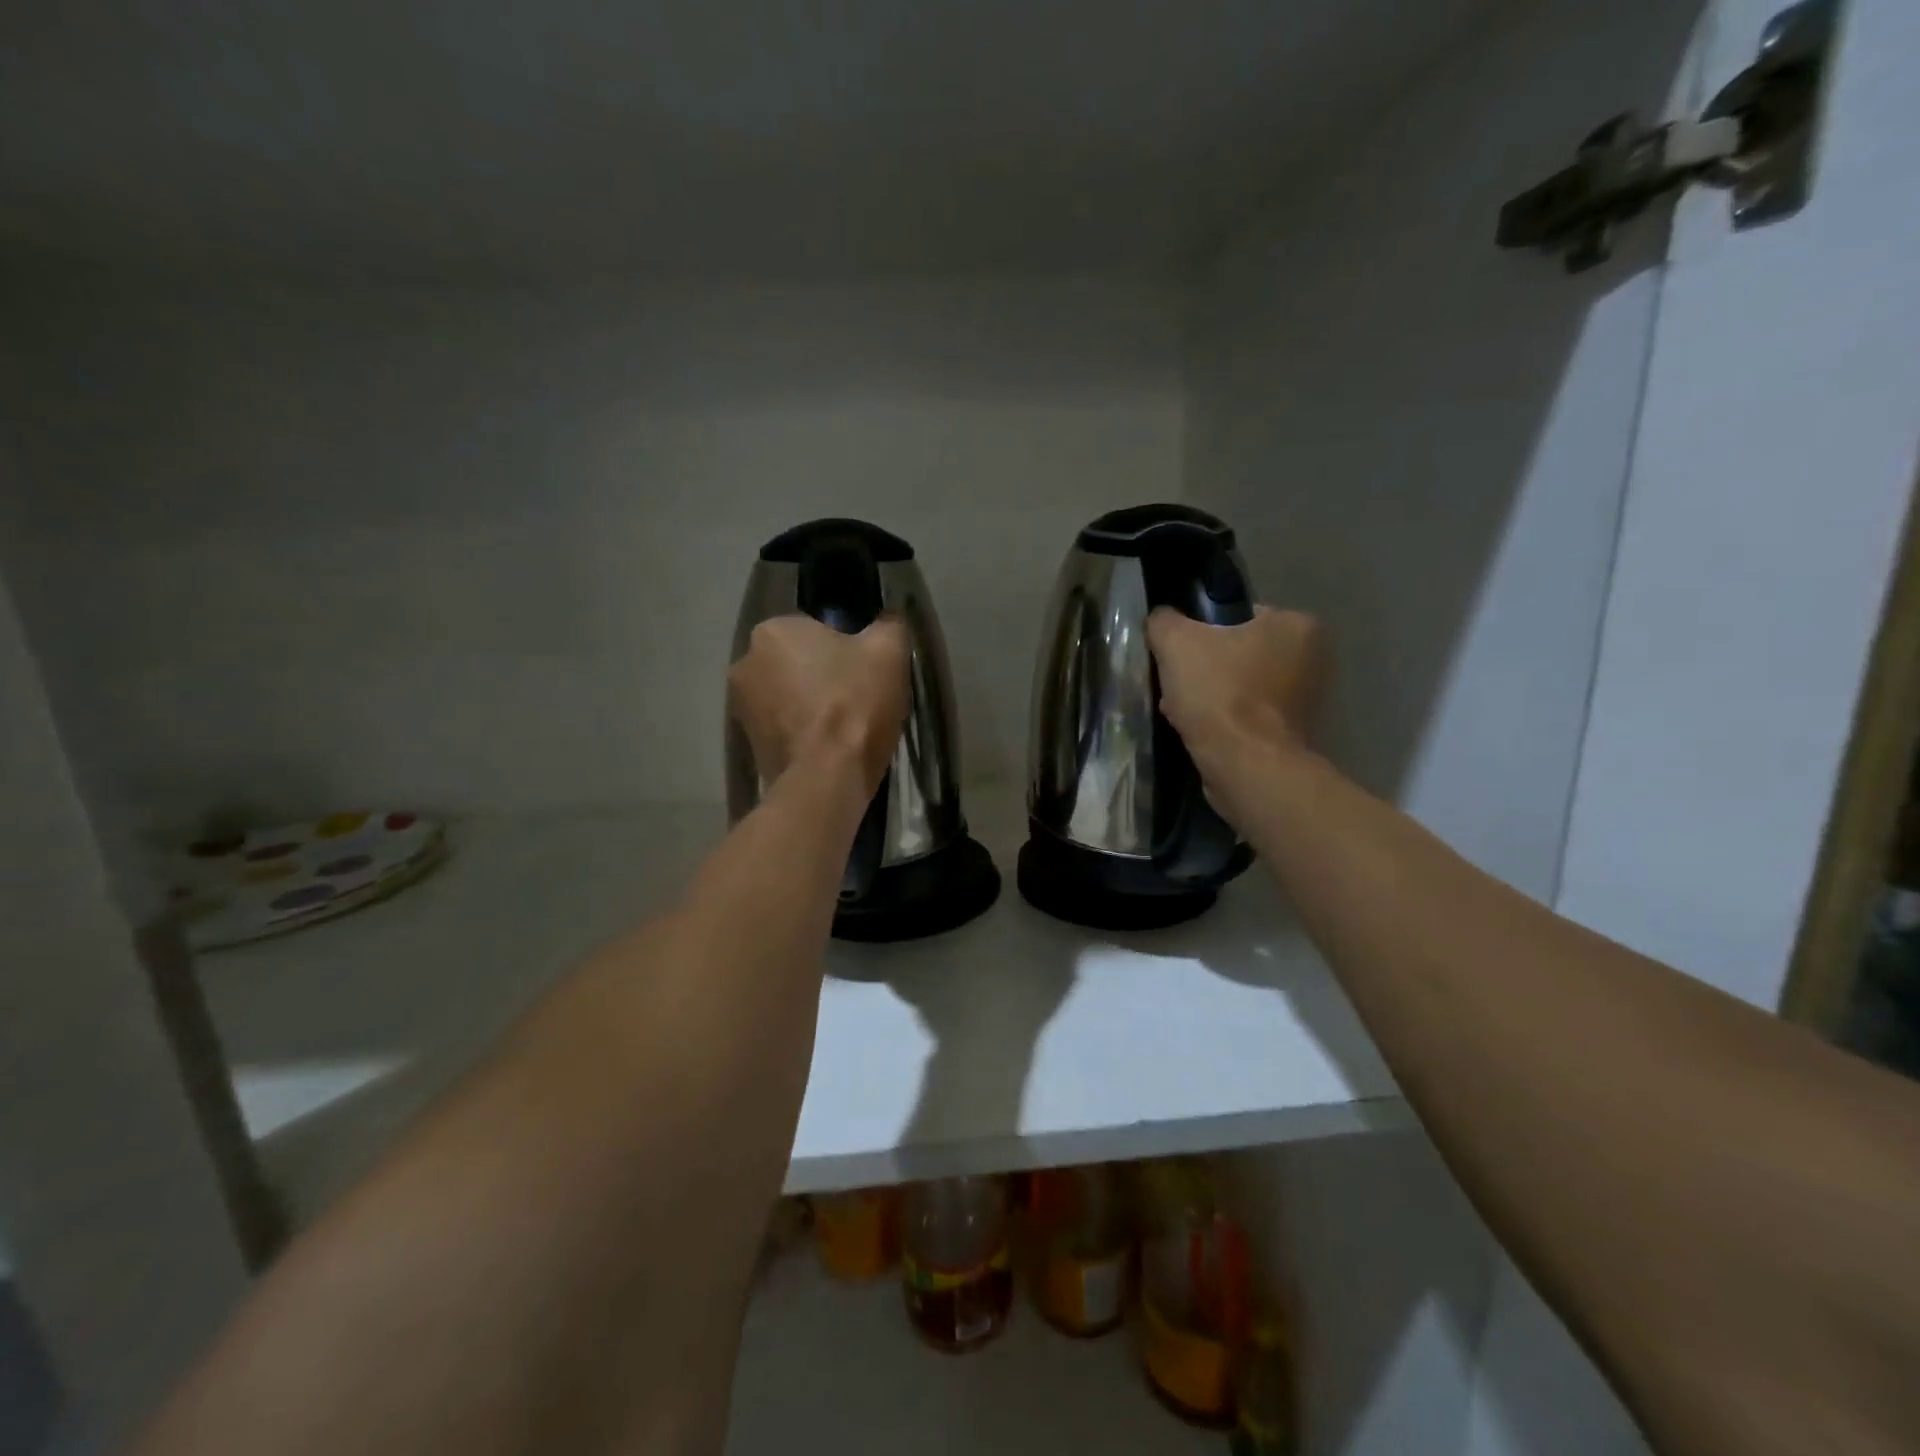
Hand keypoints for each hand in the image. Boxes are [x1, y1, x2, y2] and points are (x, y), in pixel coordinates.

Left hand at [727, 615, 909, 794]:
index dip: (845, 650)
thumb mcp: (889, 651)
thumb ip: (888, 625)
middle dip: (822, 677)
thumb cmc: (855, 703)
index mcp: (772, 630)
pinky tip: (828, 749)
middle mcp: (745, 663)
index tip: (865, 672)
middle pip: (797, 663)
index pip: (815, 630)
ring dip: (810, 706)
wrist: (828, 776)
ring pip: (788, 697)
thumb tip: (887, 621)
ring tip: (845, 729)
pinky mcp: (748, 745)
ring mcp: (740, 708)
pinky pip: (783, 728)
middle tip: (858, 700)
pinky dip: (802, 734)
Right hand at [1146, 606, 1327, 774]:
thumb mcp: (1176, 642)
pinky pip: (1248, 717)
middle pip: (1239, 653)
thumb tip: (1162, 619)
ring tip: (1181, 711)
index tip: (1180, 656)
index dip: (1202, 633)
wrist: (1245, 765)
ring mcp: (1307, 701)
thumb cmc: (1219, 693)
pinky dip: (1224, 721)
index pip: (1240, 617)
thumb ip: (1164, 621)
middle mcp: (1314, 659)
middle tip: (1176, 685)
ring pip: (1241, 687)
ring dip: (1210, 697)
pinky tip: (1198, 732)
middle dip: (1205, 669)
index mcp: (1297, 625)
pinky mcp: (1293, 735)